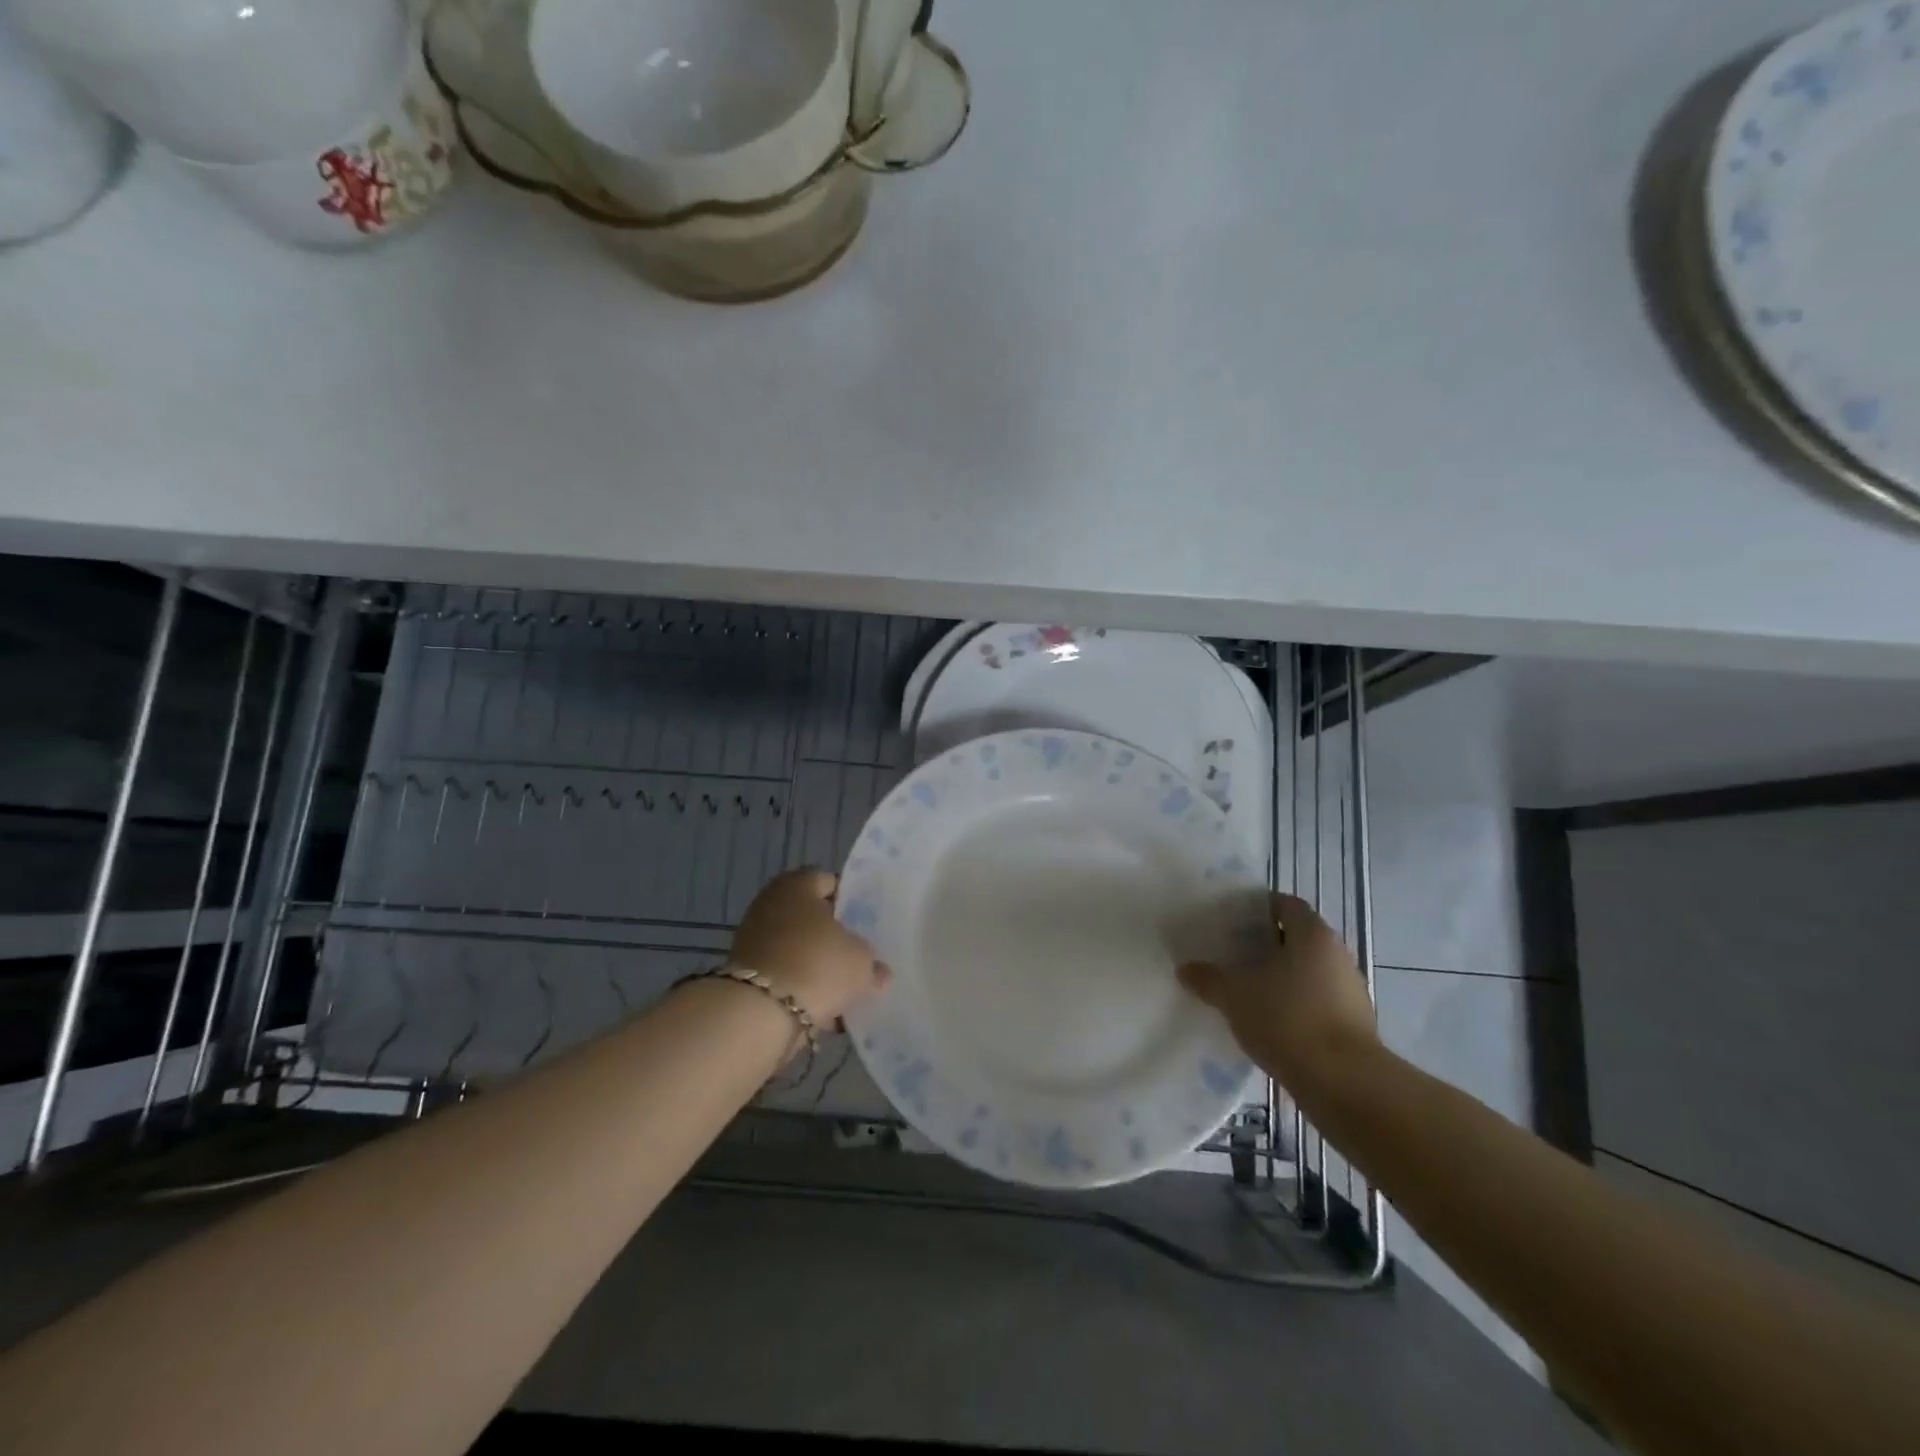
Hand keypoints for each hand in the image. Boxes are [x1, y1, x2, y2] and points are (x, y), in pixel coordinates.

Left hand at [729, 869, 890, 1024]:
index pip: (829, 882)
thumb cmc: (817, 965)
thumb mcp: (861, 961)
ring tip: (842, 989)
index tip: (866, 923)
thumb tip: (878, 971)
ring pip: (797, 948)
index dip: (850, 900)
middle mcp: (771, 903)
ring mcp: (754, 938)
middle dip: (832, 936)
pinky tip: (822, 1010)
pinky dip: (800, 988)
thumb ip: (871, 961)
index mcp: (798, 884)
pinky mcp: (746, 973)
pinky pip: (783, 975)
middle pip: (810, 916)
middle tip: (856, 955)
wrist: (759, 1013)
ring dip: (816, 965)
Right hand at [1178, 892, 1380, 1090]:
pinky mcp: (1354, 1027)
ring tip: (1246, 992)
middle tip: (1232, 955)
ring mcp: (1351, 992)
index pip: (1286, 905)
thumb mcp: (1234, 995)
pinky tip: (1269, 1024)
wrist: (1344, 1084)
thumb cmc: (1287, 1020)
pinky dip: (1294, 1007)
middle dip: (1265, 946)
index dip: (1259, 908)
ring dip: (1280, 979)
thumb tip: (1185, 969)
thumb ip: (1208, 978)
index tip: (1232, 920)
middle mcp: (1338, 956)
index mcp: (1313, 935)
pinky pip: (1317, 1004)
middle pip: (1298, 939)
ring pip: (1308, 973)